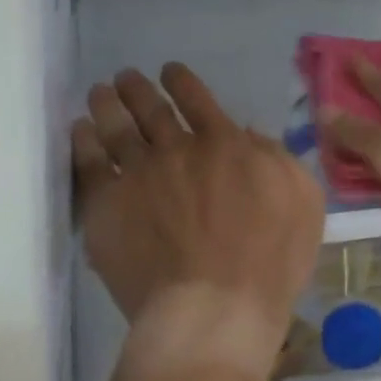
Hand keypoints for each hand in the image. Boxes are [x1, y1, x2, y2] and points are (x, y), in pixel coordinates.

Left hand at [73, 64, 322, 369]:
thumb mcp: (301, 198)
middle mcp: (176, 148)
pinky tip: (79, 131)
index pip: (197, 98)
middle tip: (125, 77)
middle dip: (137, 88)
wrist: (214, 309)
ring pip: (116, 127)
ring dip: (108, 104)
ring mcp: (138, 175)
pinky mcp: (107, 206)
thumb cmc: (270, 259)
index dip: (181, 80)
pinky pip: (88, 164)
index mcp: (223, 143)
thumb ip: (275, 156)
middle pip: (151, 108)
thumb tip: (248, 134)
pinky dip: (82, 142)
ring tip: (99, 92)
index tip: (169, 71)